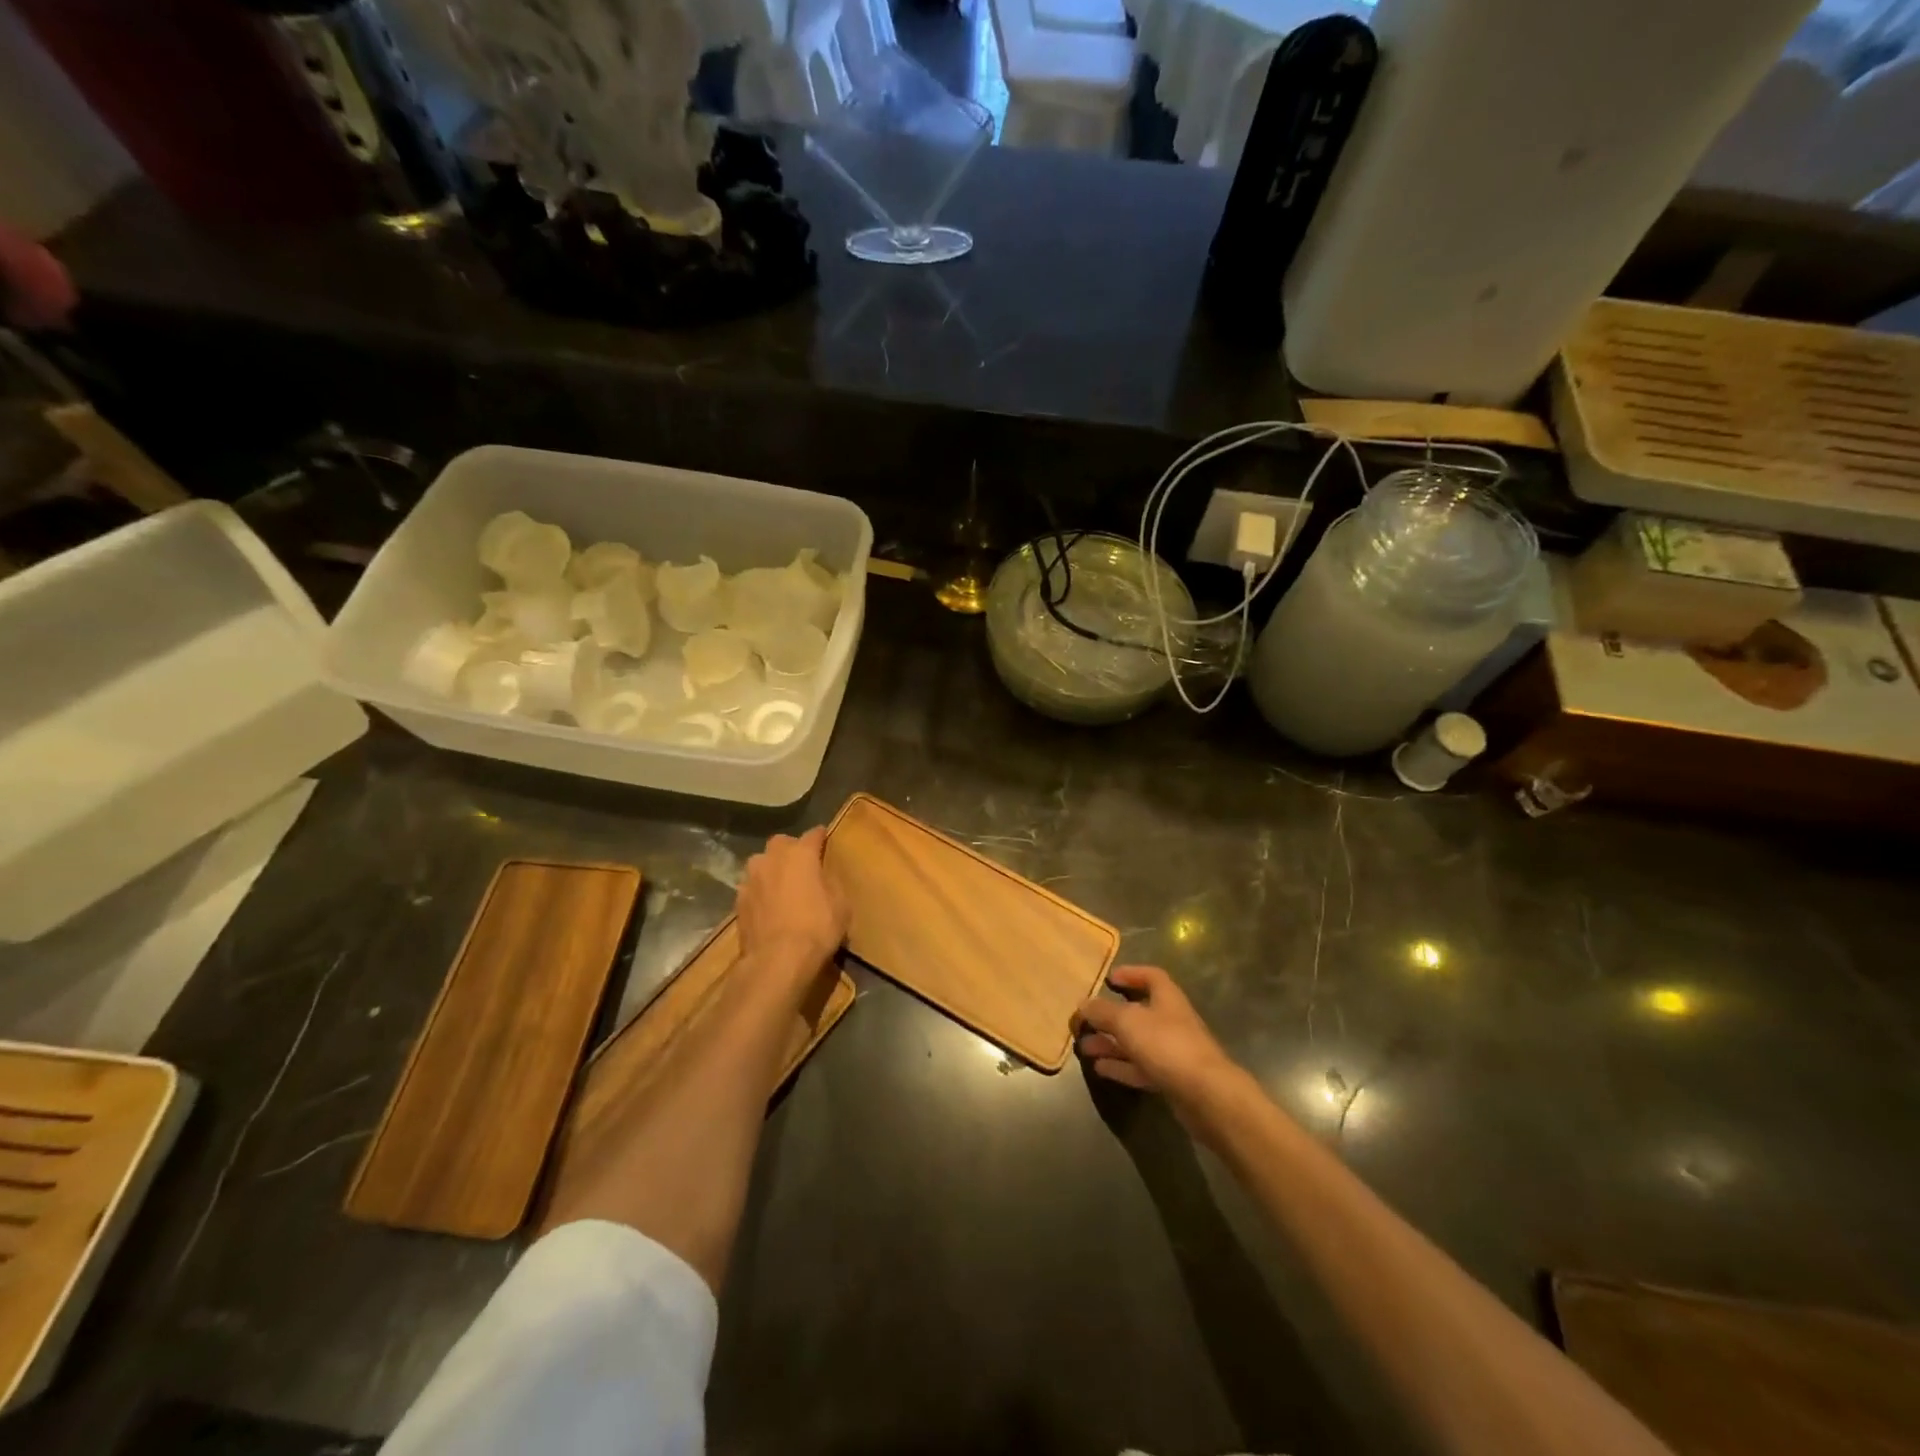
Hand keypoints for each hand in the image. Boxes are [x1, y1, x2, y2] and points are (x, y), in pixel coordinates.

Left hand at [736, 827, 847, 982]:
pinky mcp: (738, 900)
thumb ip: (831, 883)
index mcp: (800, 854)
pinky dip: (760, 891)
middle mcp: (772, 858)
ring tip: (781, 884)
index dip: (820, 837)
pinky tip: (767, 906)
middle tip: (801, 865)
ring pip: (761, 863)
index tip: (825, 839)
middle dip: (791, 849)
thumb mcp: (841, 905)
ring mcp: (751, 878)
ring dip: (771, 869)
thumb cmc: (817, 928)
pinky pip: (752, 887)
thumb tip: (823, 877)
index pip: (813, 834)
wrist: (777, 960)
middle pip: (781, 843)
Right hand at [1074, 966, 1239, 1113]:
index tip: (1108, 979)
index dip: (1130, 974)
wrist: (1207, 1095)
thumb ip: (1103, 1011)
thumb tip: (1083, 1004)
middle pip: (1139, 1012)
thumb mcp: (1128, 1021)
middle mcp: (1171, 1021)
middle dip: (1110, 1016)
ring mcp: (1173, 1052)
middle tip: (1085, 1021)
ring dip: (1110, 1043)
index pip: (1151, 976)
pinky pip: (1140, 1067)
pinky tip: (1099, 1068)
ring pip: (1136, 1042)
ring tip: (1083, 1047)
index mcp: (1167, 998)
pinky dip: (1120, 1066)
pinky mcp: (1172, 1079)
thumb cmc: (1167, 1045)